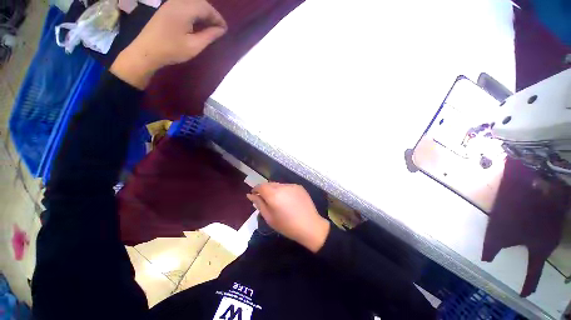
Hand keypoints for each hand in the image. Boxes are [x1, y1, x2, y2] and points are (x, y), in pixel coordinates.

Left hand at [111, 0, 226, 88]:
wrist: (147, 51)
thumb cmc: (172, 50)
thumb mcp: (194, 46)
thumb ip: (209, 36)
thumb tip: (221, 30)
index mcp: (184, 10)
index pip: (206, 7)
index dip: (217, 17)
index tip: (225, 29)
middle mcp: (177, 2)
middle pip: (200, 2)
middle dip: (211, 13)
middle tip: (218, 28)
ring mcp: (170, 3)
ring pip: (192, 2)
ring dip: (203, 12)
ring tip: (210, 26)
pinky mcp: (167, 8)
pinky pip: (185, 4)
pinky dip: (194, 11)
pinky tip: (197, 22)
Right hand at [247, 182, 329, 252]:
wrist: (310, 226)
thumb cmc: (287, 226)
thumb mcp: (269, 218)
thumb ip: (259, 204)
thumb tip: (250, 195)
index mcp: (273, 194)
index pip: (260, 186)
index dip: (255, 189)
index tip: (254, 195)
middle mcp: (282, 186)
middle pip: (269, 184)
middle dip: (265, 190)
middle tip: (265, 200)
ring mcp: (292, 185)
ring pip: (278, 185)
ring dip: (274, 190)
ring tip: (278, 201)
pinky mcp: (299, 187)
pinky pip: (287, 186)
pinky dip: (284, 191)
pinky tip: (288, 200)